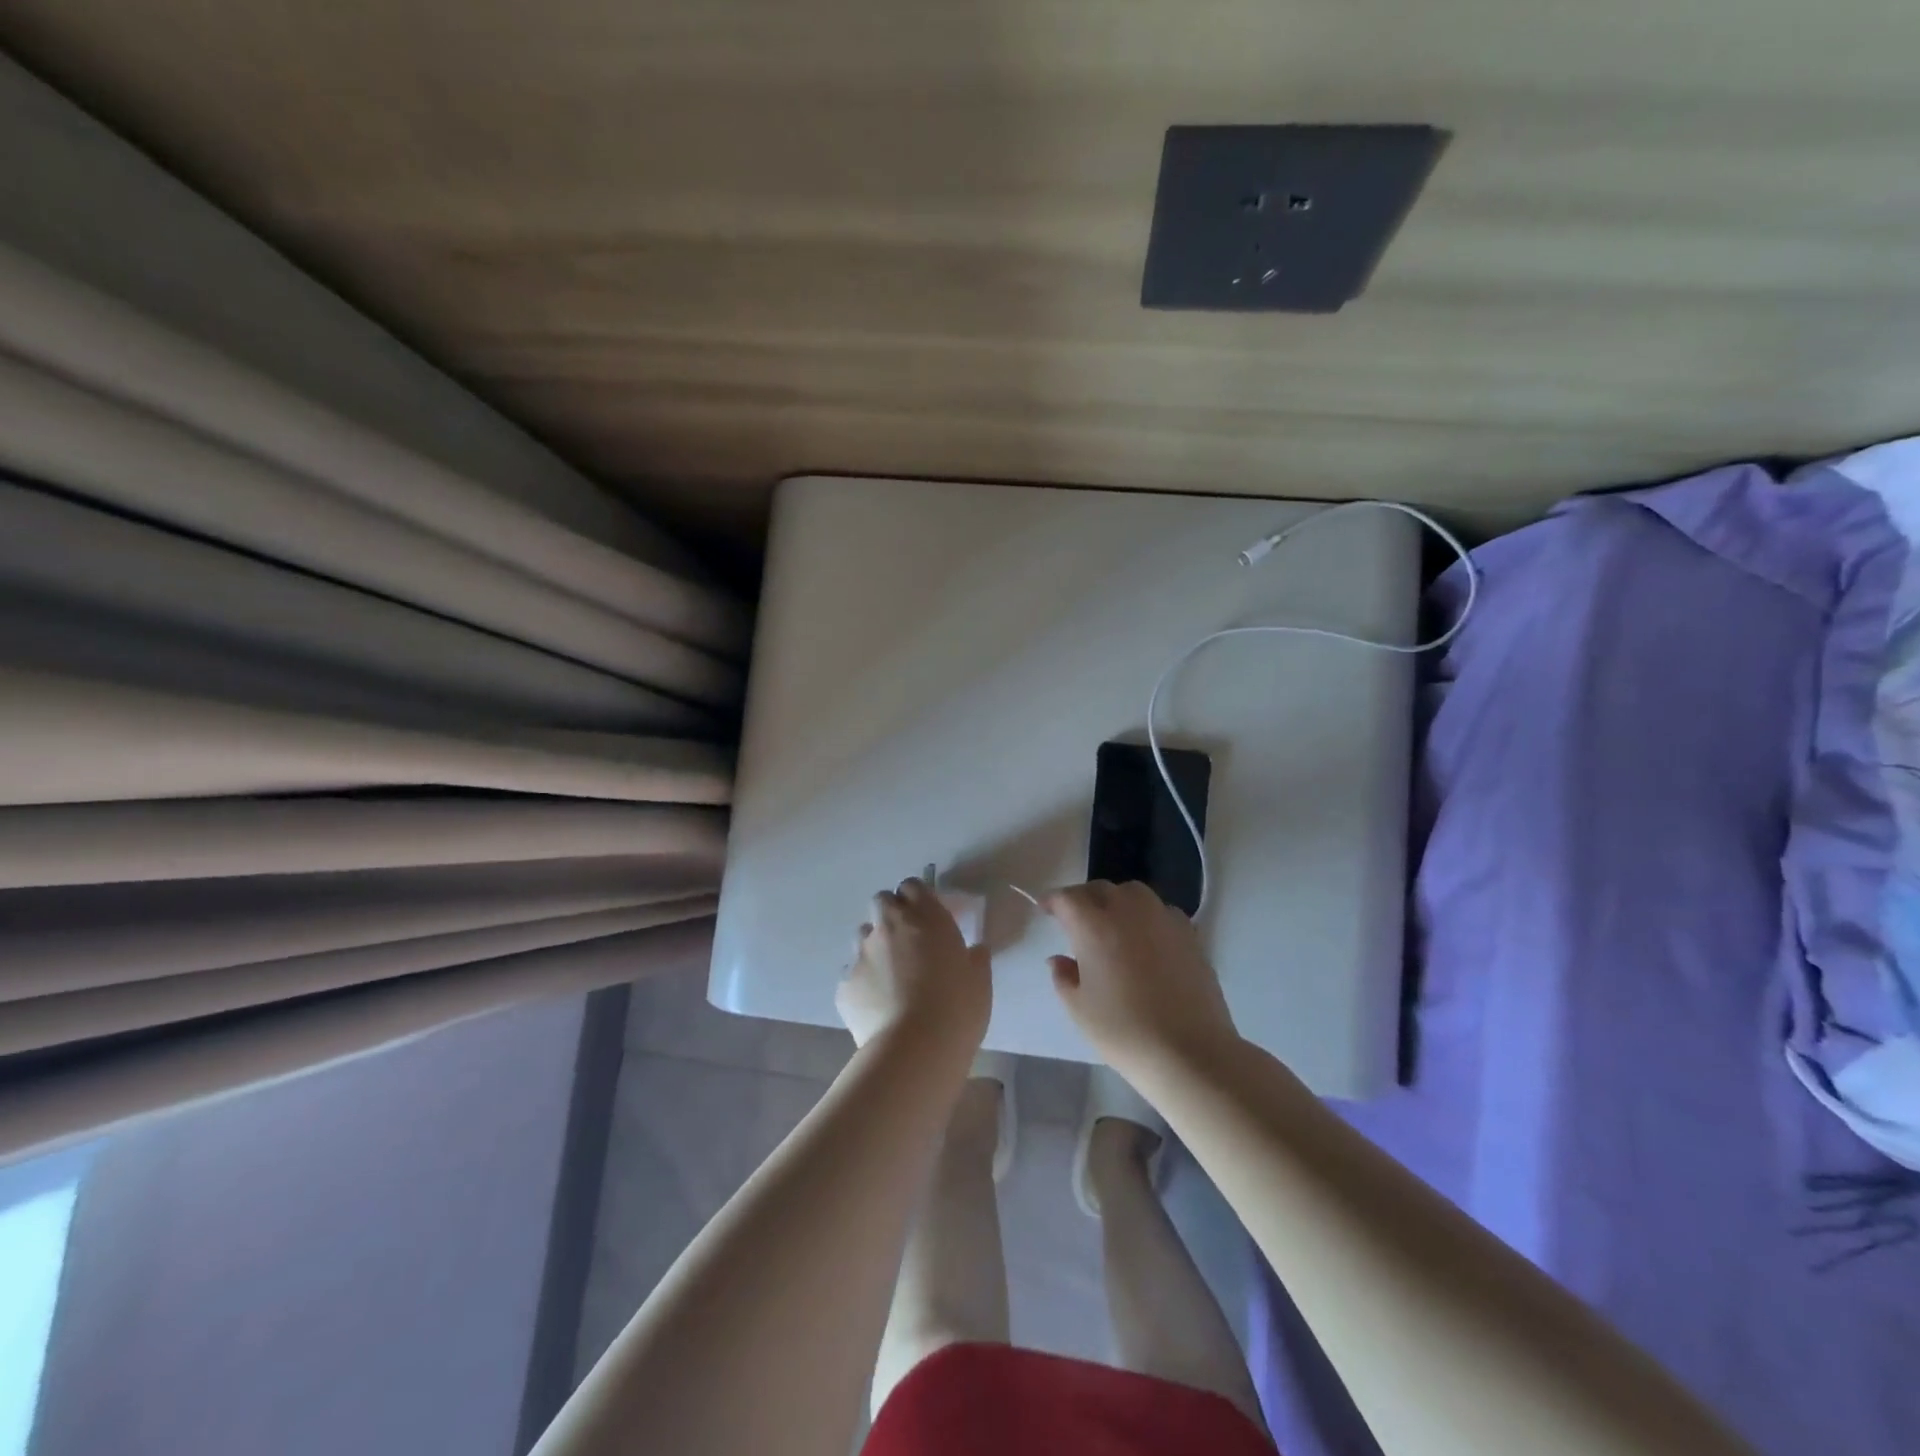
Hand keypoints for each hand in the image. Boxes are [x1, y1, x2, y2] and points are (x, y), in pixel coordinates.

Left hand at [835, 877, 991, 1051]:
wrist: (915, 1048)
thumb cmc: (957, 1008)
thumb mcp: (980, 981)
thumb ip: (975, 958)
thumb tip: (974, 950)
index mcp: (925, 916)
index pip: (912, 886)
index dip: (917, 898)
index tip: (927, 916)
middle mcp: (889, 926)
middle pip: (881, 901)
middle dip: (891, 914)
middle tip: (907, 940)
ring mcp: (862, 953)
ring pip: (863, 935)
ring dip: (875, 946)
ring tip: (890, 975)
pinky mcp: (844, 984)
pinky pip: (852, 974)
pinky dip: (863, 982)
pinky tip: (877, 1005)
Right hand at [1041, 880, 1238, 1074]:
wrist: (1190, 1052)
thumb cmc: (1125, 1032)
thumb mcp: (1080, 1010)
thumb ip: (1064, 977)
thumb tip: (1059, 959)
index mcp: (1094, 926)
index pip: (1067, 898)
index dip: (1053, 901)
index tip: (1045, 909)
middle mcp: (1128, 911)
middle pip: (1101, 889)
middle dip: (1084, 898)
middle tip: (1076, 919)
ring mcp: (1162, 919)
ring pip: (1134, 893)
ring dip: (1117, 901)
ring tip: (1113, 924)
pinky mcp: (1190, 934)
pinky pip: (1161, 910)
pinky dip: (1147, 916)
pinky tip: (1147, 939)